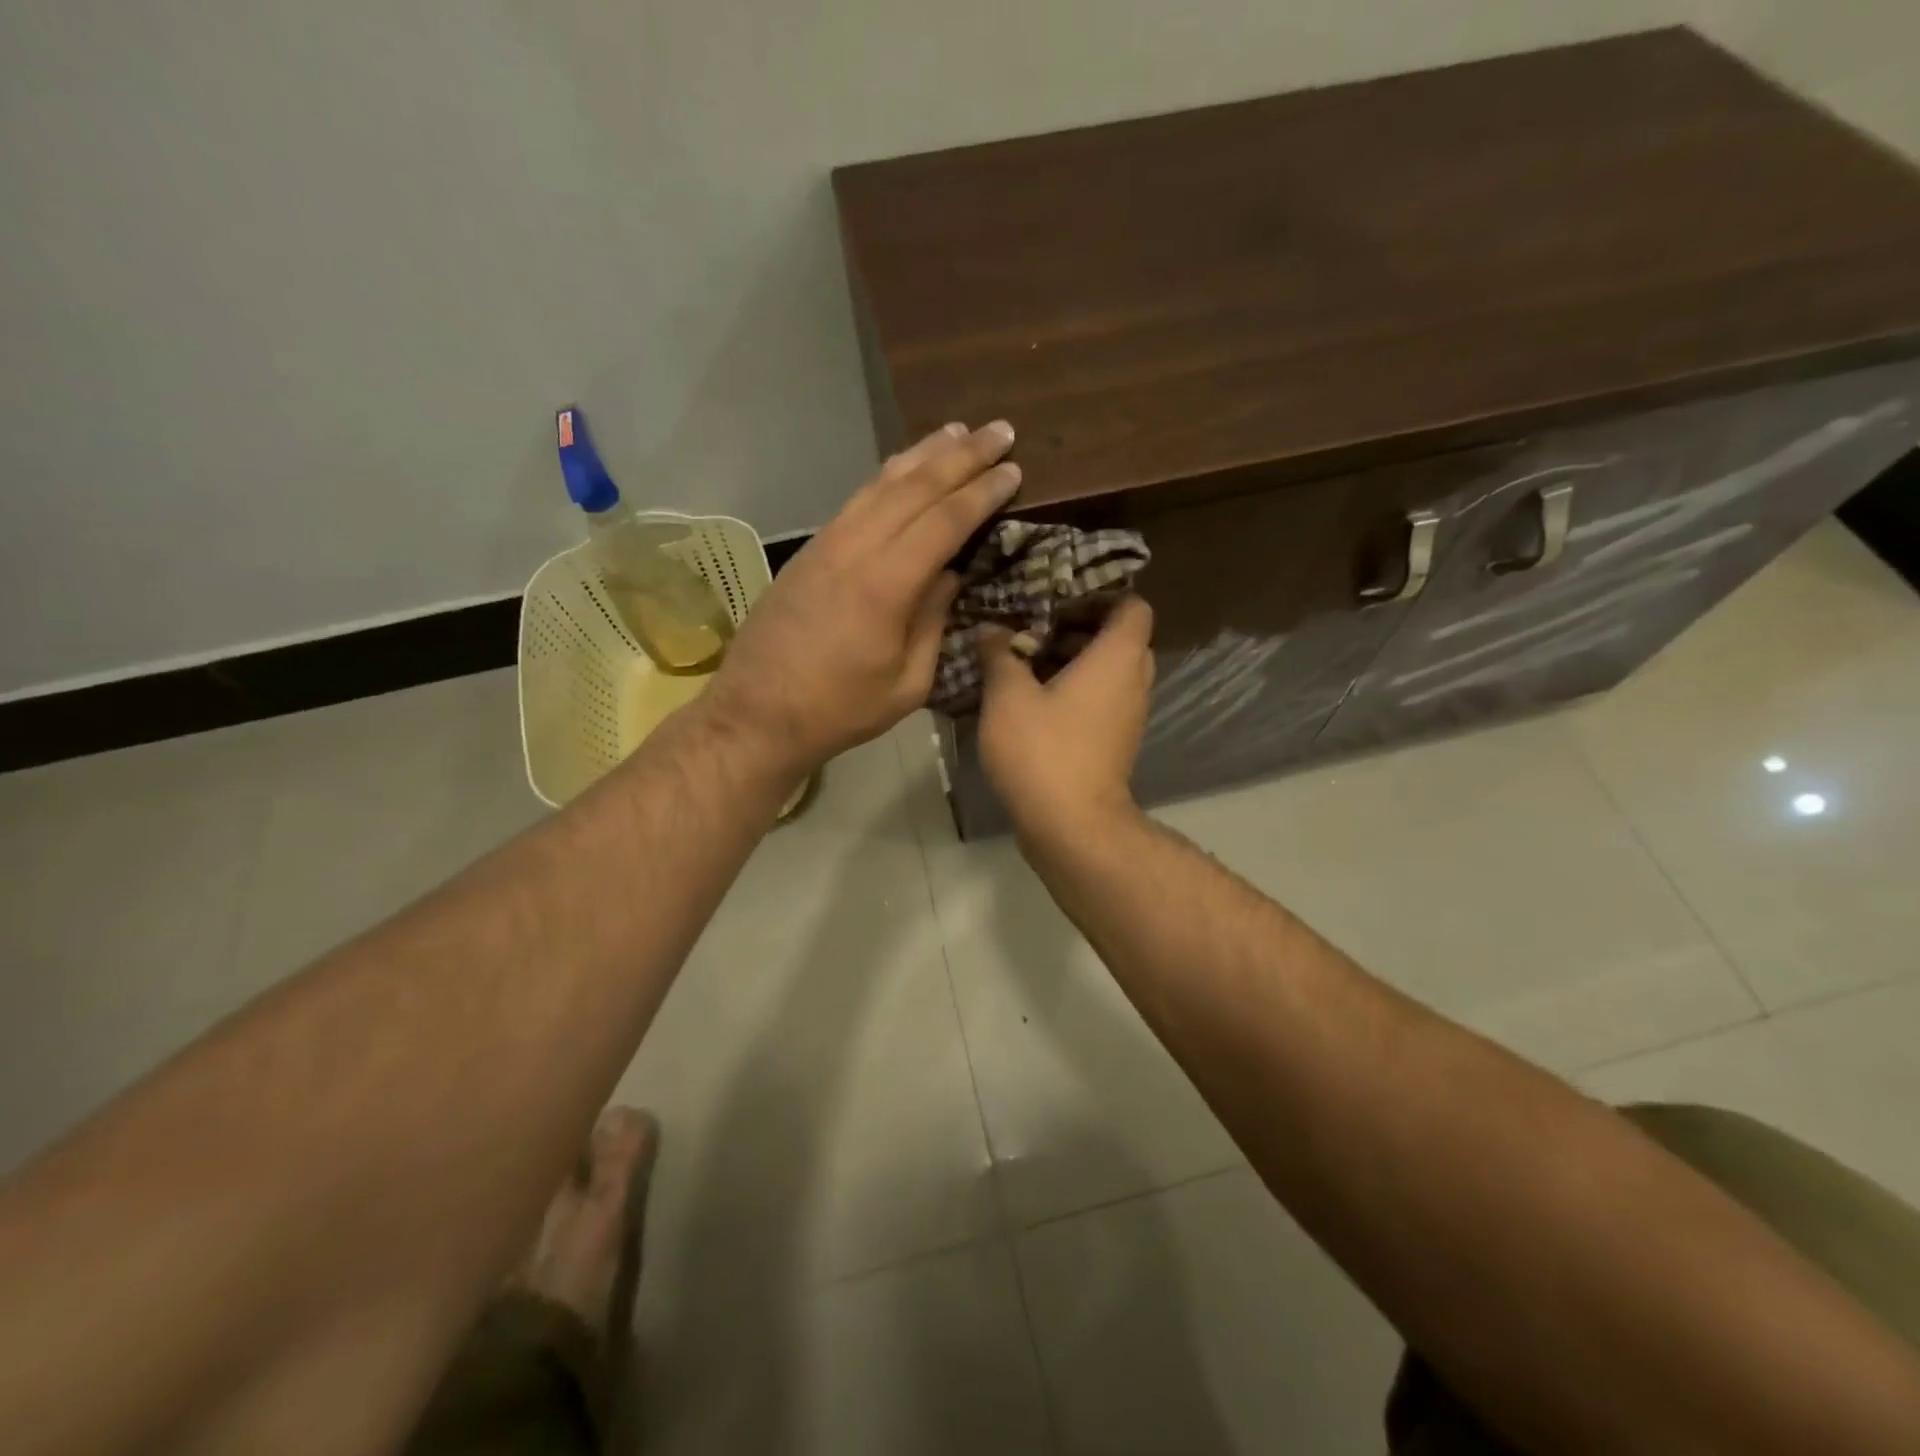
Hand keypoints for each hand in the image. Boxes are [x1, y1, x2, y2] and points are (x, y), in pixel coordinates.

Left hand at [706, 421, 1020, 773]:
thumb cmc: (839, 710)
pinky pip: (856, 499)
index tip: (1013, 469)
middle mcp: (855, 550)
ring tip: (956, 432)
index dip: (981, 492)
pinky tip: (903, 467)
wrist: (756, 713)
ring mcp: (826, 544)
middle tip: (998, 430)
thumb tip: (950, 575)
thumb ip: (934, 624)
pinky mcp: (809, 551)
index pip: (944, 521)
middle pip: (914, 487)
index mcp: (885, 587)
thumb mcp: (906, 684)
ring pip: (880, 484)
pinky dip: (886, 476)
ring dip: (922, 454)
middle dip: (961, 456)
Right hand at [977, 595, 1155, 839]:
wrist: (1072, 825)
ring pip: (1110, 672)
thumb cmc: (1043, 750)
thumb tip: (993, 631)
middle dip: (1079, 629)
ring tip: (1027, 664)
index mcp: (1117, 657)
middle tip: (1036, 629)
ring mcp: (1129, 716)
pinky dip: (1077, 692)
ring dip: (1075, 663)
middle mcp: (1134, 681)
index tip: (1058, 602)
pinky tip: (1033, 702)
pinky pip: (1103, 701)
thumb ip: (1000, 655)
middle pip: (1121, 638)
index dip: (1101, 596)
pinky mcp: (1116, 743)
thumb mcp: (1007, 696)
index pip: (1132, 606)